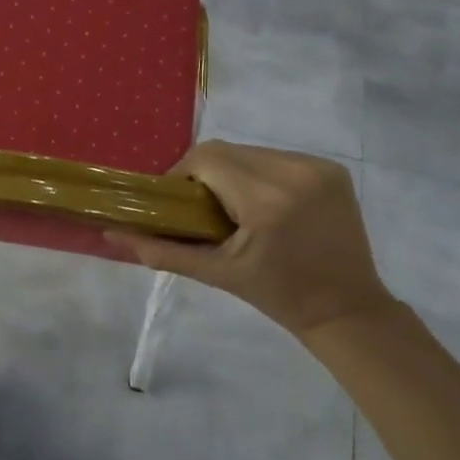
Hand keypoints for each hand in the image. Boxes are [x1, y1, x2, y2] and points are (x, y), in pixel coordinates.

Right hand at [108, 141, 400, 339]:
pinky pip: (277, 157)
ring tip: (232, 206)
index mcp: (266, 201)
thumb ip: (161, 249)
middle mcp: (295, 173)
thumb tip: (112, 234)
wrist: (347, 309)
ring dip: (232, 171)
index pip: (206, 158)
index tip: (178, 201)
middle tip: (200, 206)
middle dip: (205, 173)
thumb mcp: (216, 273)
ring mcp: (318, 168)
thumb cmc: (277, 295)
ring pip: (250, 151)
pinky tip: (263, 202)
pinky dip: (260, 173)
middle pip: (226, 150)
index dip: (182, 174)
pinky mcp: (333, 169)